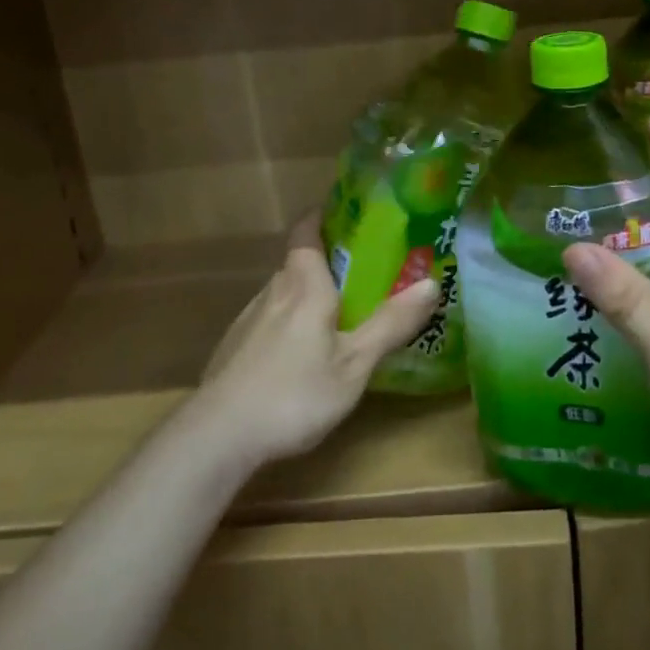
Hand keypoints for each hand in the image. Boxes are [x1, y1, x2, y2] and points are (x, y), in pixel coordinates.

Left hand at [193, 216, 440, 465]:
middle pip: (297, 264)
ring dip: (307, 295)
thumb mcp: (354, 364)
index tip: (345, 213)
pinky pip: (269, 321)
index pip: (305, 232)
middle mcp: (273, 292)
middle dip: (326, 262)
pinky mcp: (234, 349)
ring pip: (283, 294)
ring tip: (336, 314)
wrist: (217, 436)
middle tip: (361, 273)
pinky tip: (300, 355)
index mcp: (303, 286)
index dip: (321, 216)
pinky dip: (288, 323)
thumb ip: (391, 323)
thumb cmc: (294, 393)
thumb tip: (432, 282)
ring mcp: (248, 320)